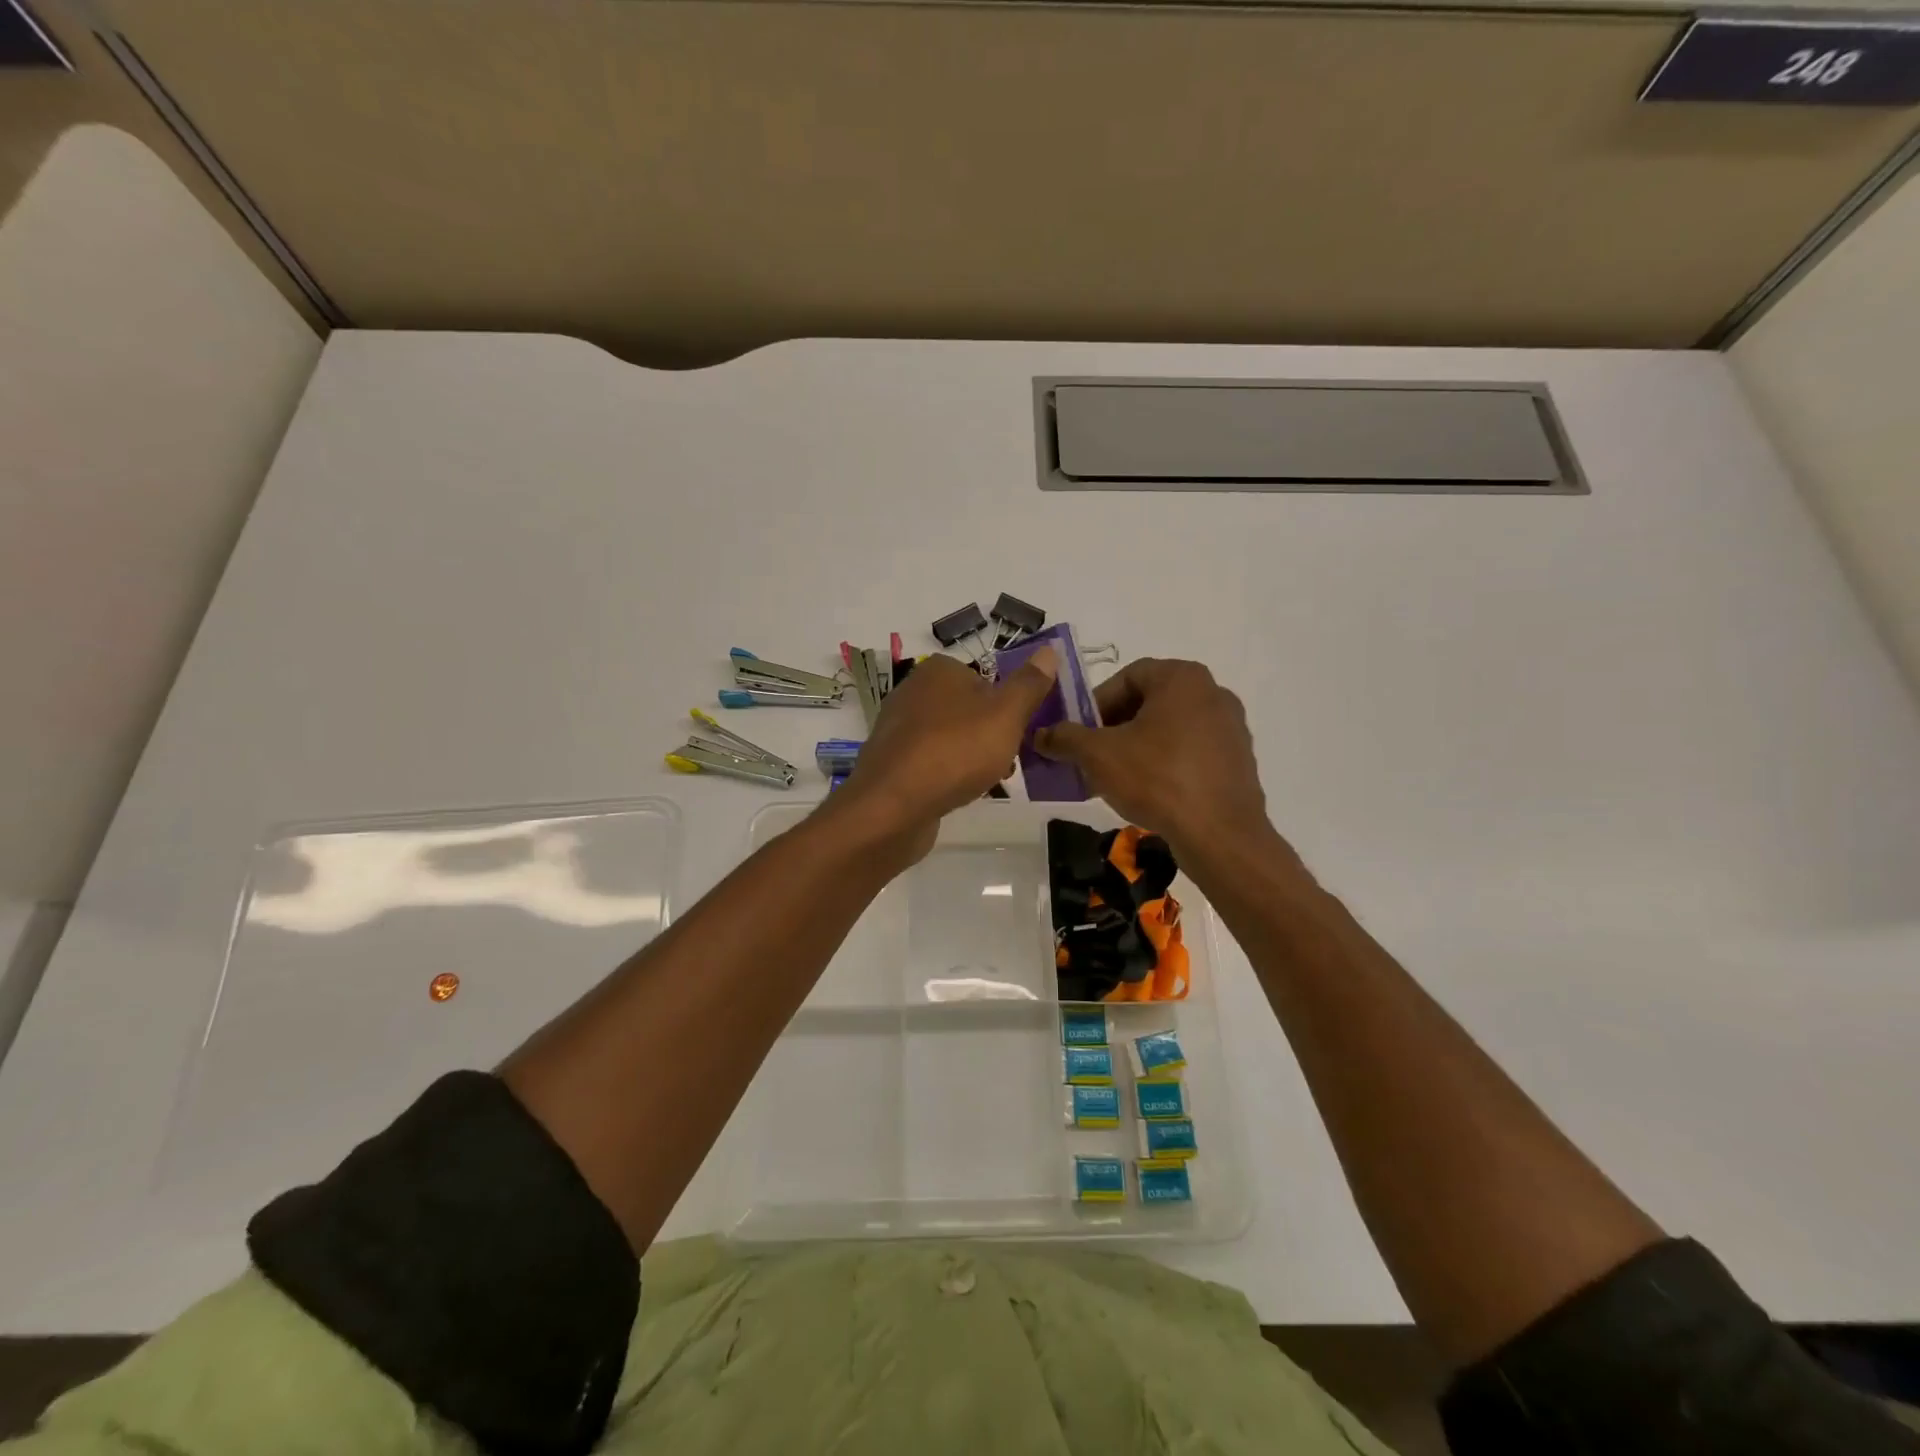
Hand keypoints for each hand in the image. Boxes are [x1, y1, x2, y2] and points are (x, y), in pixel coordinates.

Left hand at [827, 650, 1060, 862]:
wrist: (893, 806)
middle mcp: (912, 691)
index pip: (983, 677)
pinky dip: (947, 774)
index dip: (1006, 705)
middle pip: (967, 709)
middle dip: (991, 734)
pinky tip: (957, 794)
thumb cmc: (955, 751)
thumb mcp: (1006, 714)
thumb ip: (1028, 684)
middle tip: (1008, 761)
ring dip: (971, 757)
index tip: (1020, 732)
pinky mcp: (891, 762)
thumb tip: (1049, 651)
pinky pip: (930, 762)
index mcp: (938, 670)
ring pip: (950, 737)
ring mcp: (897, 728)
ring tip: (986, 782)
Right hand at [1035, 658, 1276, 862]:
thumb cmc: (1157, 780)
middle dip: (1114, 728)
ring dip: (1138, 747)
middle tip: (1092, 756)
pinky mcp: (1238, 760)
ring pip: (1169, 729)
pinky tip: (1148, 793)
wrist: (1220, 835)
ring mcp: (1231, 727)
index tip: (1079, 733)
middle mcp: (1212, 692)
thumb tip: (1041, 735)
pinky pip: (1191, 752)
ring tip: (1115, 778)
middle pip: (1149, 702)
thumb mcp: (1098, 756)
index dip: (1096, 704)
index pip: (1126, 677)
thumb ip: (1065, 738)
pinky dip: (1165, 764)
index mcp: (1182, 678)